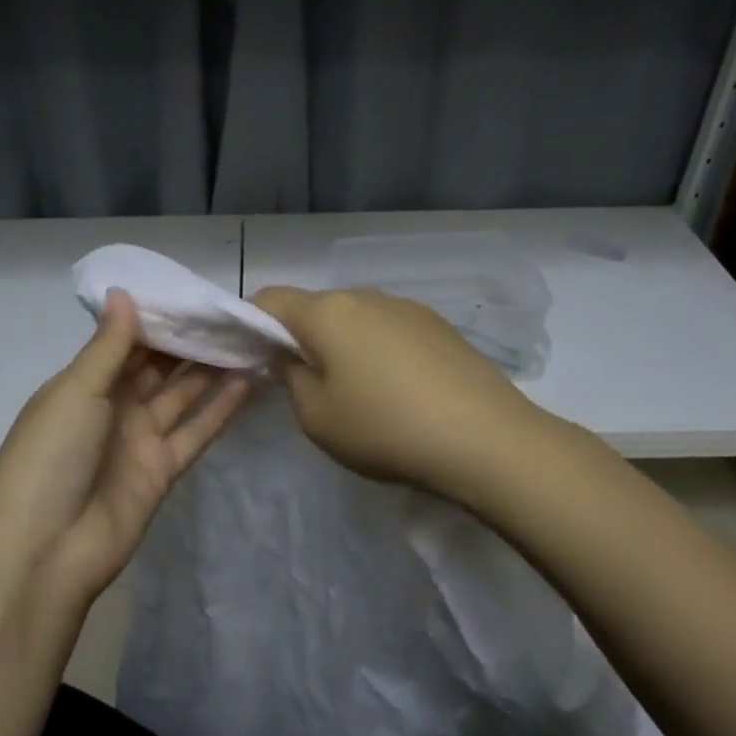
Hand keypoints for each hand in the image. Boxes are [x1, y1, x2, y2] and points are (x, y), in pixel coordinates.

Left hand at [0, 291, 248, 607]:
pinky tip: (248, 381)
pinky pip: (196, 432)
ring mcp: (139, 439)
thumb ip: (108, 347)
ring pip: (182, 396)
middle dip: (189, 342)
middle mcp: (113, 406)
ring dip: (211, 370)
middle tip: (232, 313)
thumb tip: (124, 293)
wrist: (46, 550)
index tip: (195, 294)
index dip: (159, 319)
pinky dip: (220, 409)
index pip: (126, 342)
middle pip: (158, 367)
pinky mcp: (162, 470)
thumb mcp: (76, 392)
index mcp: (84, 384)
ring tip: (247, 339)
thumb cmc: (51, 458)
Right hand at [252, 286, 539, 502]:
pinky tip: (394, 388)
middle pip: (314, 307)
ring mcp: (407, 307)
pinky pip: (388, 328)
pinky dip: (375, 349)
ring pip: (354, 317)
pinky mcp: (438, 325)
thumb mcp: (316, 416)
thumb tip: (294, 357)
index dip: (249, 322)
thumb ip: (292, 378)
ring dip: (340, 343)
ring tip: (353, 389)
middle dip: (298, 336)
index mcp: (327, 312)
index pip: (269, 299)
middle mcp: (365, 296)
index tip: (249, 356)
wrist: (486, 439)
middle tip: (299, 380)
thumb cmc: (385, 429)